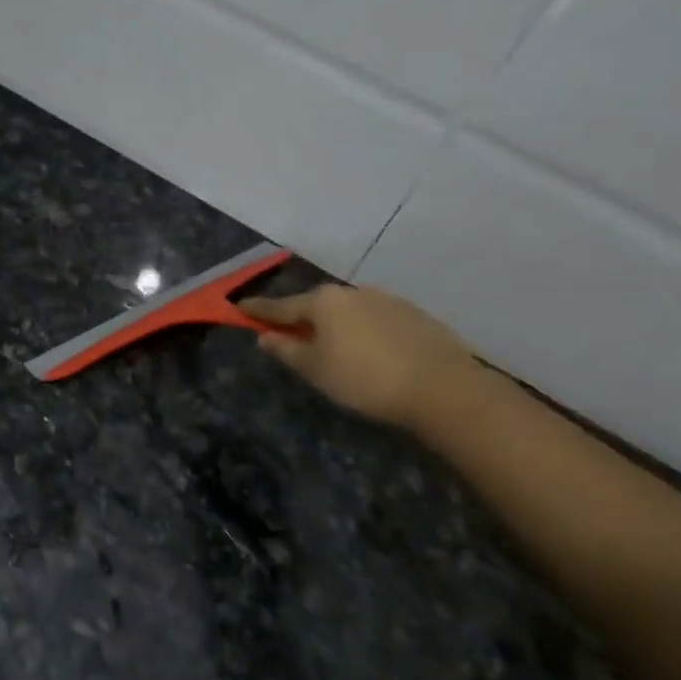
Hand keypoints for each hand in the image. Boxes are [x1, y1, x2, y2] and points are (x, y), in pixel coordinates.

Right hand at [242, 285, 476, 428]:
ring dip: (336, 325)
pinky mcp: (415, 314)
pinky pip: (377, 319)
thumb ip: (286, 350)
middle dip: (302, 318)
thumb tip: (265, 336)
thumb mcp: (315, 369)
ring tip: (334, 347)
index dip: (259, 310)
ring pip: (349, 311)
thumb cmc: (364, 379)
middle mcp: (353, 292)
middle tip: (290, 334)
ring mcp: (387, 300)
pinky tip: (371, 352)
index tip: (240, 306)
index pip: (281, 306)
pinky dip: (365, 331)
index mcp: (323, 302)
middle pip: (317, 305)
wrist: (441, 387)